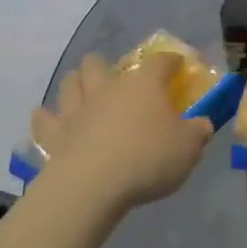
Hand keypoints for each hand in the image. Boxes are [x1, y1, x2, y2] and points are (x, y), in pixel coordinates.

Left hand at [29, 53, 213, 212]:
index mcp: (144, 84)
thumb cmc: (148, 159)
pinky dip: (45, 117)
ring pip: (70, 82)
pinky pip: (44, 120)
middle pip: (99, 63)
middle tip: (116, 83)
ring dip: (76, 84)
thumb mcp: (189, 148)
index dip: (171, 62)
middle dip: (105, 67)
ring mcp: (77, 109)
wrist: (93, 185)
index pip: (160, 61)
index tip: (177, 67)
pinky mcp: (55, 134)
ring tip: (82, 92)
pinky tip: (46, 118)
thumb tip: (202, 124)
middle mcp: (108, 87)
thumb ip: (198, 132)